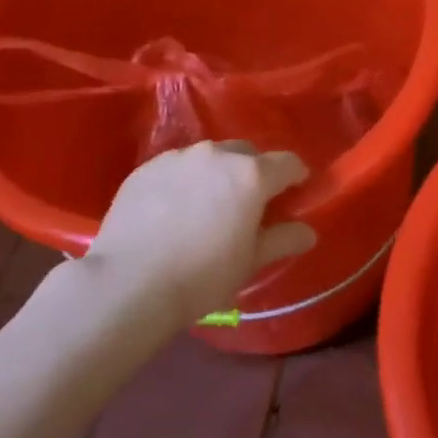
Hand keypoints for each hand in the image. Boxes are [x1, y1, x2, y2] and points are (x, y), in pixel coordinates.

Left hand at [87, 141, 316, 323]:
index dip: (296, 177)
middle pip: (247, 153)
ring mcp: (177, 158)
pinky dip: (184, 181)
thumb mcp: (250, 262)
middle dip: (254, 172)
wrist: (129, 284)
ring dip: (217, 174)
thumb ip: (282, 239)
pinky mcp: (145, 169)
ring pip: (209, 157)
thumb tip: (308, 231)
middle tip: (249, 204)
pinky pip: (176, 167)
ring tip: (208, 206)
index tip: (294, 194)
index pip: (288, 162)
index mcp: (251, 175)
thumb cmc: (202, 276)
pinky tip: (174, 210)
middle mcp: (216, 155)